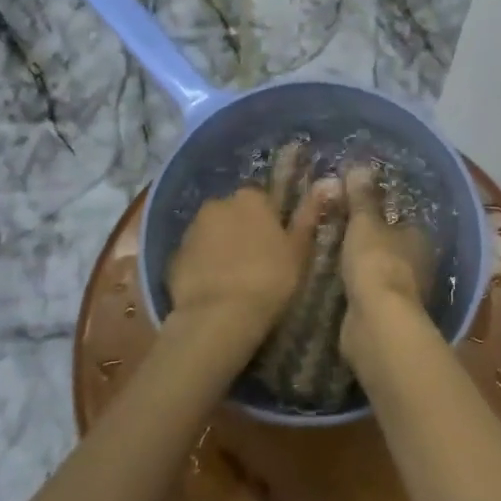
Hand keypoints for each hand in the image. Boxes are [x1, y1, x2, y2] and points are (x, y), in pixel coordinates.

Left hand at [168, 183, 329, 343]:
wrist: (219, 317)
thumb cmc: (269, 279)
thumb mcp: (299, 249)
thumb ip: (310, 214)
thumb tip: (327, 183)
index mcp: (250, 197)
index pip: (263, 199)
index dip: (271, 221)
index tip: (277, 244)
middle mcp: (218, 204)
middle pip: (234, 213)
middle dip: (243, 229)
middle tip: (257, 261)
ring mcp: (192, 230)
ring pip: (212, 233)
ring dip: (222, 246)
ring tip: (235, 279)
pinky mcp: (173, 257)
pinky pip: (195, 256)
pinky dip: (203, 266)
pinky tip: (214, 289)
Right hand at [338, 165, 435, 363]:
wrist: (376, 321)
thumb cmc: (376, 261)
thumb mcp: (364, 223)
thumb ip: (361, 198)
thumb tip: (360, 165)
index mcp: (419, 237)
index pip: (401, 218)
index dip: (379, 212)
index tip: (355, 206)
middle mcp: (419, 263)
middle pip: (391, 244)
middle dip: (369, 239)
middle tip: (338, 226)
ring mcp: (404, 291)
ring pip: (379, 269)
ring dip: (361, 264)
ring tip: (331, 252)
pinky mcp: (386, 314)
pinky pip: (368, 291)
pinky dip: (355, 286)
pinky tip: (335, 280)